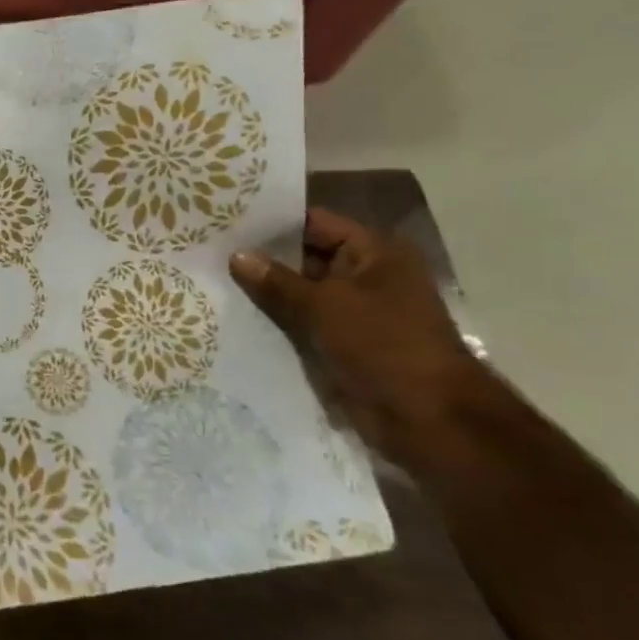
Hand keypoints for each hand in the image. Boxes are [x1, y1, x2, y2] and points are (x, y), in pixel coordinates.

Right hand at [229, 208, 484, 466]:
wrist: (428, 419)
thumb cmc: (384, 345)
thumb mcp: (325, 306)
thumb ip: (277, 281)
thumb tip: (237, 255)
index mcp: (375, 254)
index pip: (315, 223)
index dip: (273, 222)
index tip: (227, 220)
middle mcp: (366, 277)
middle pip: (305, 258)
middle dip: (262, 258)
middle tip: (210, 251)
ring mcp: (355, 312)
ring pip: (299, 294)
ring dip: (265, 293)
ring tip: (212, 280)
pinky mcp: (343, 344)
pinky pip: (302, 324)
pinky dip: (275, 322)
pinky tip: (233, 316)